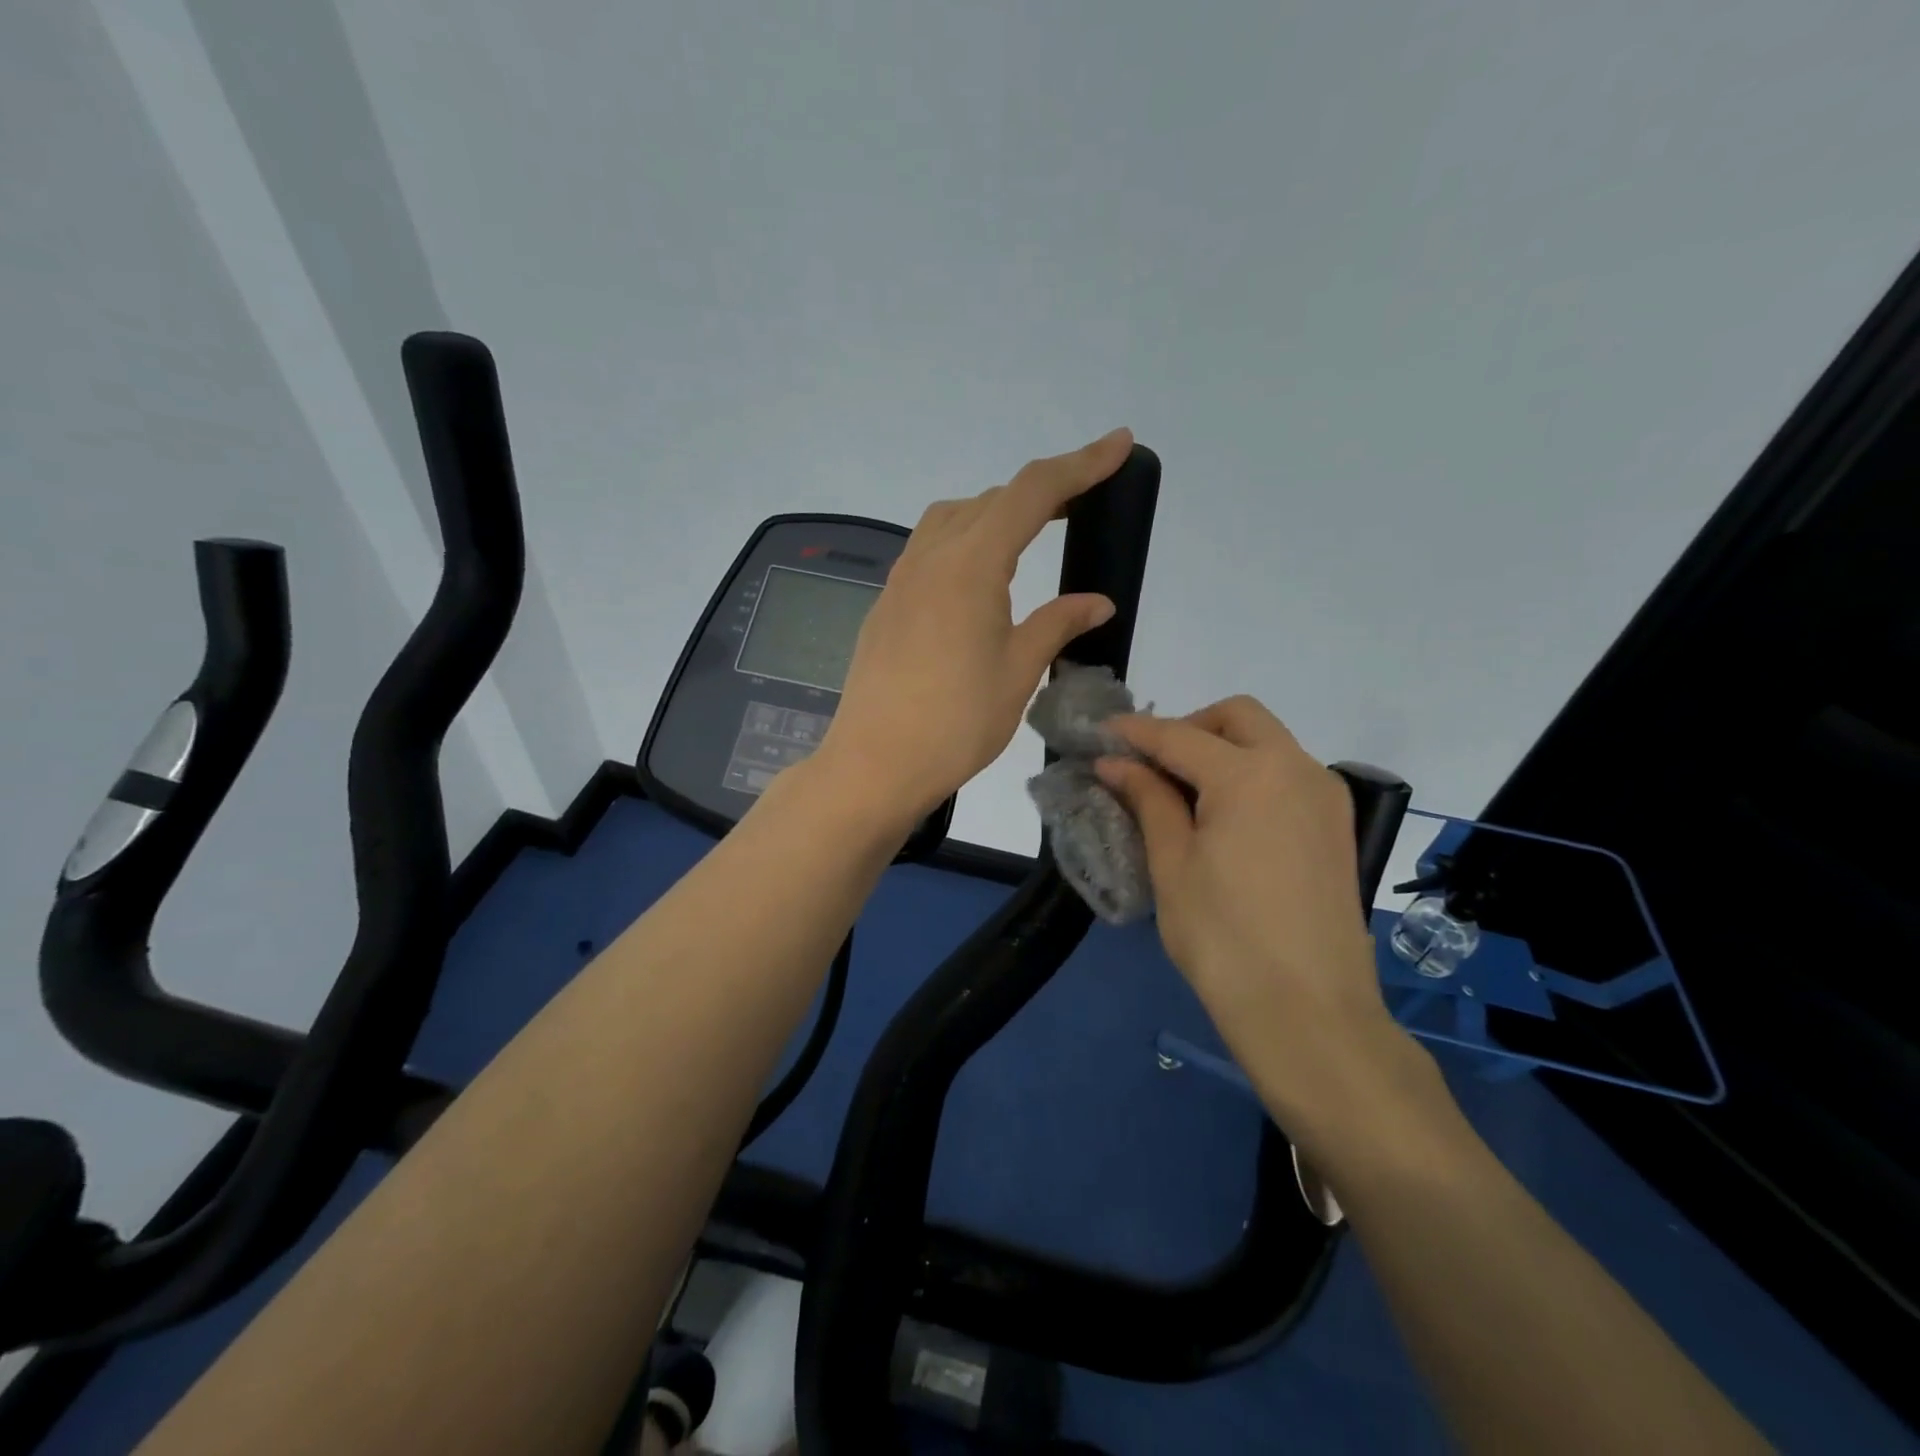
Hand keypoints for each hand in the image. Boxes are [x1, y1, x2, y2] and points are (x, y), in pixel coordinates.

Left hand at [817, 429, 1134, 820]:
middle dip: (1042, 491)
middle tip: (1083, 503)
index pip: (1033, 493)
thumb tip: (1097, 602)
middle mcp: (931, 557)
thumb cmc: (956, 722)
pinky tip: (979, 576)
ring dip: (996, 512)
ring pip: (953, 518)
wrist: (874, 763)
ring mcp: (901, 579)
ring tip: (1031, 533)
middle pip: (991, 499)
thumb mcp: (1018, 671)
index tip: (1119, 444)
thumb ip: (1058, 624)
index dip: (1080, 464)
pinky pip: (930, 548)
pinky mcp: (887, 603)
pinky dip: (965, 540)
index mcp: (971, 564)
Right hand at [1098, 697, 1410, 1125]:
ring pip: (1267, 742)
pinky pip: (1286, 774)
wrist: (1309, 1012)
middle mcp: (1297, 768)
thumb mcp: (1172, 864)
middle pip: (1237, 717)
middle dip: (1188, 726)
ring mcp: (1324, 796)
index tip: (1100, 733)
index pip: (1179, 736)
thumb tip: (1115, 763)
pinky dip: (1249, 774)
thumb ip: (1147, 800)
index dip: (1134, 732)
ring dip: (1221, 749)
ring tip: (1180, 793)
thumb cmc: (1224, 938)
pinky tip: (1222, 815)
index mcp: (1251, 774)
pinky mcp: (1335, 825)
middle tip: (1150, 764)